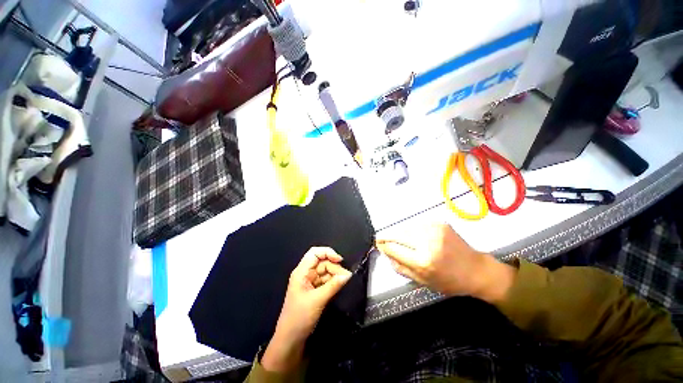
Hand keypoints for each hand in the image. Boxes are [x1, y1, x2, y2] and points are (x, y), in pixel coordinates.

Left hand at [262, 247, 351, 371]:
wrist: (290, 339)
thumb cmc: (300, 317)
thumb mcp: (318, 300)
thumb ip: (333, 285)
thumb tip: (348, 275)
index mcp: (302, 272)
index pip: (314, 253)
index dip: (327, 253)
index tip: (340, 260)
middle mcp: (305, 274)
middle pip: (322, 262)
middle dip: (334, 267)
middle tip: (346, 277)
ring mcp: (310, 282)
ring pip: (325, 271)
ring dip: (335, 275)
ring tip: (344, 282)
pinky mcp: (314, 290)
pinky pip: (325, 281)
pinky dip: (333, 282)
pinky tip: (340, 286)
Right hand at [376, 223, 515, 302]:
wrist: (476, 269)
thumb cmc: (449, 281)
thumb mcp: (423, 281)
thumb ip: (401, 267)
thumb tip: (385, 253)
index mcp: (422, 260)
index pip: (394, 248)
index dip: (383, 245)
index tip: (378, 243)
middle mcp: (427, 241)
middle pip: (397, 234)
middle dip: (388, 236)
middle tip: (382, 239)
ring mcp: (433, 229)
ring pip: (406, 228)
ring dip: (400, 233)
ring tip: (401, 240)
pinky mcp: (439, 223)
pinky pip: (417, 225)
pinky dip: (413, 231)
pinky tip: (416, 237)